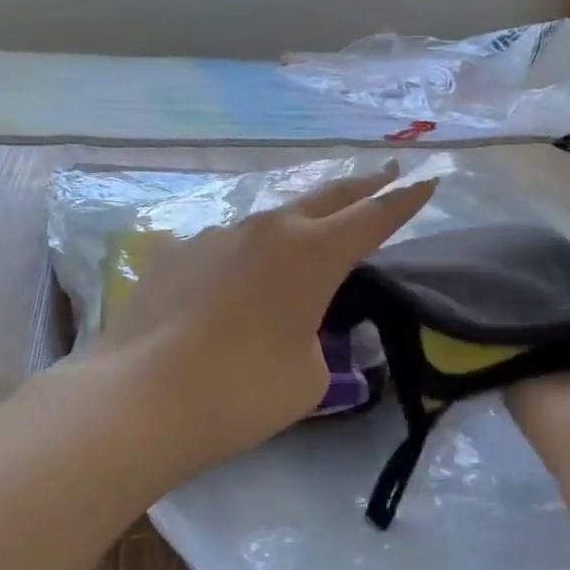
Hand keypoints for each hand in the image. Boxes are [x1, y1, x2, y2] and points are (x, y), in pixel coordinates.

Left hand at [101, 165, 436, 467]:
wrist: (141, 397)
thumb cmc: (242, 391)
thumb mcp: (309, 375)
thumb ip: (314, 338)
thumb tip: (293, 324)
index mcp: (313, 253)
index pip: (374, 217)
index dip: (406, 200)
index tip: (428, 178)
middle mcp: (267, 230)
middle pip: (326, 198)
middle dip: (361, 186)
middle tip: (386, 172)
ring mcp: (215, 236)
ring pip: (270, 220)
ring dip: (297, 223)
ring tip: (306, 234)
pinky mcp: (175, 253)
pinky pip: (225, 247)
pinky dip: (244, 256)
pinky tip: (234, 282)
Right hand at [507, 282, 569, 564]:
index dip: (562, 287)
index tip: (540, 261)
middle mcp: (568, 355)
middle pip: (543, 319)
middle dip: (529, 296)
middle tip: (504, 264)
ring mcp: (536, 370)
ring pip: (517, 333)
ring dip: (504, 314)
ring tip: (481, 278)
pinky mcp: (508, 383)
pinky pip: (493, 354)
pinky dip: (483, 336)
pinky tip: (468, 308)